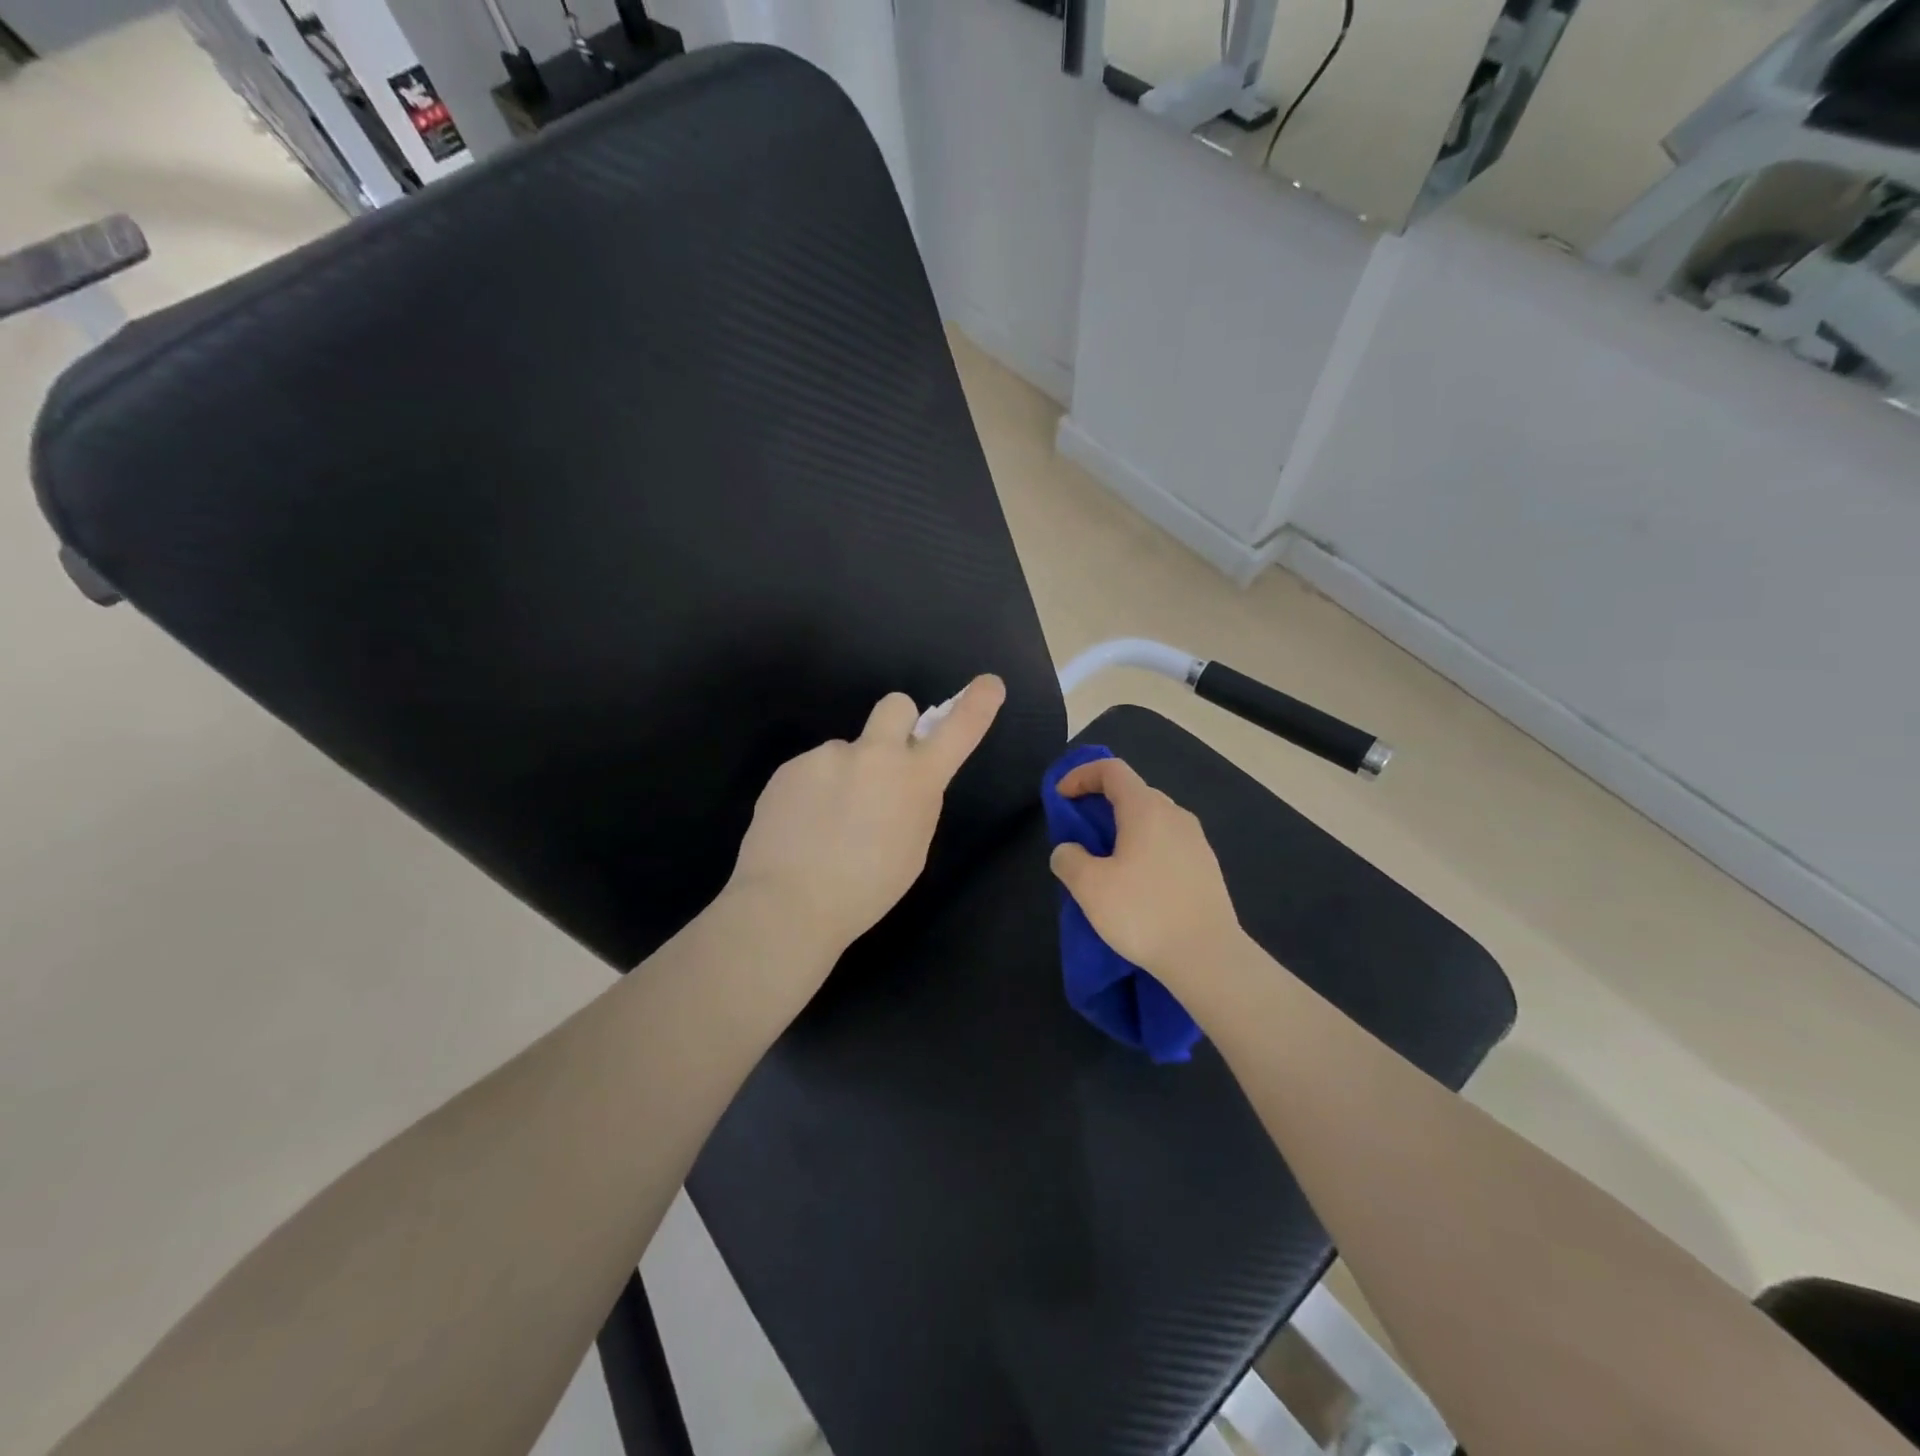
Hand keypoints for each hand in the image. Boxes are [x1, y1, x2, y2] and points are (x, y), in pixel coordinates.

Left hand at [725, 674, 1006, 958]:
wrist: (789, 903)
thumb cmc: (866, 890)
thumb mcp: (912, 849)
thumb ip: (915, 803)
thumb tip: (904, 783)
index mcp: (915, 780)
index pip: (957, 731)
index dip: (976, 705)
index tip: (989, 684)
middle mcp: (874, 755)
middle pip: (896, 705)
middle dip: (897, 723)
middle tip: (882, 765)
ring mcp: (828, 756)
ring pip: (846, 753)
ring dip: (844, 776)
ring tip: (826, 825)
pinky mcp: (790, 767)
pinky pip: (812, 772)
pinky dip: (812, 793)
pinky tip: (801, 827)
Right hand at [1048, 757, 1243, 986]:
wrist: (1208, 957)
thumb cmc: (1144, 913)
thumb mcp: (1089, 887)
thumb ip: (1068, 859)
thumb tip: (1069, 850)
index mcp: (1146, 809)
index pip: (1111, 770)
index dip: (1081, 775)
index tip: (1061, 798)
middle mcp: (1175, 815)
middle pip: (1133, 792)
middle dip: (1101, 804)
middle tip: (1079, 832)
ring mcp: (1196, 841)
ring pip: (1152, 820)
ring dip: (1123, 829)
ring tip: (1105, 861)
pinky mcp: (1206, 868)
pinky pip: (1167, 843)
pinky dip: (1144, 849)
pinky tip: (1136, 884)